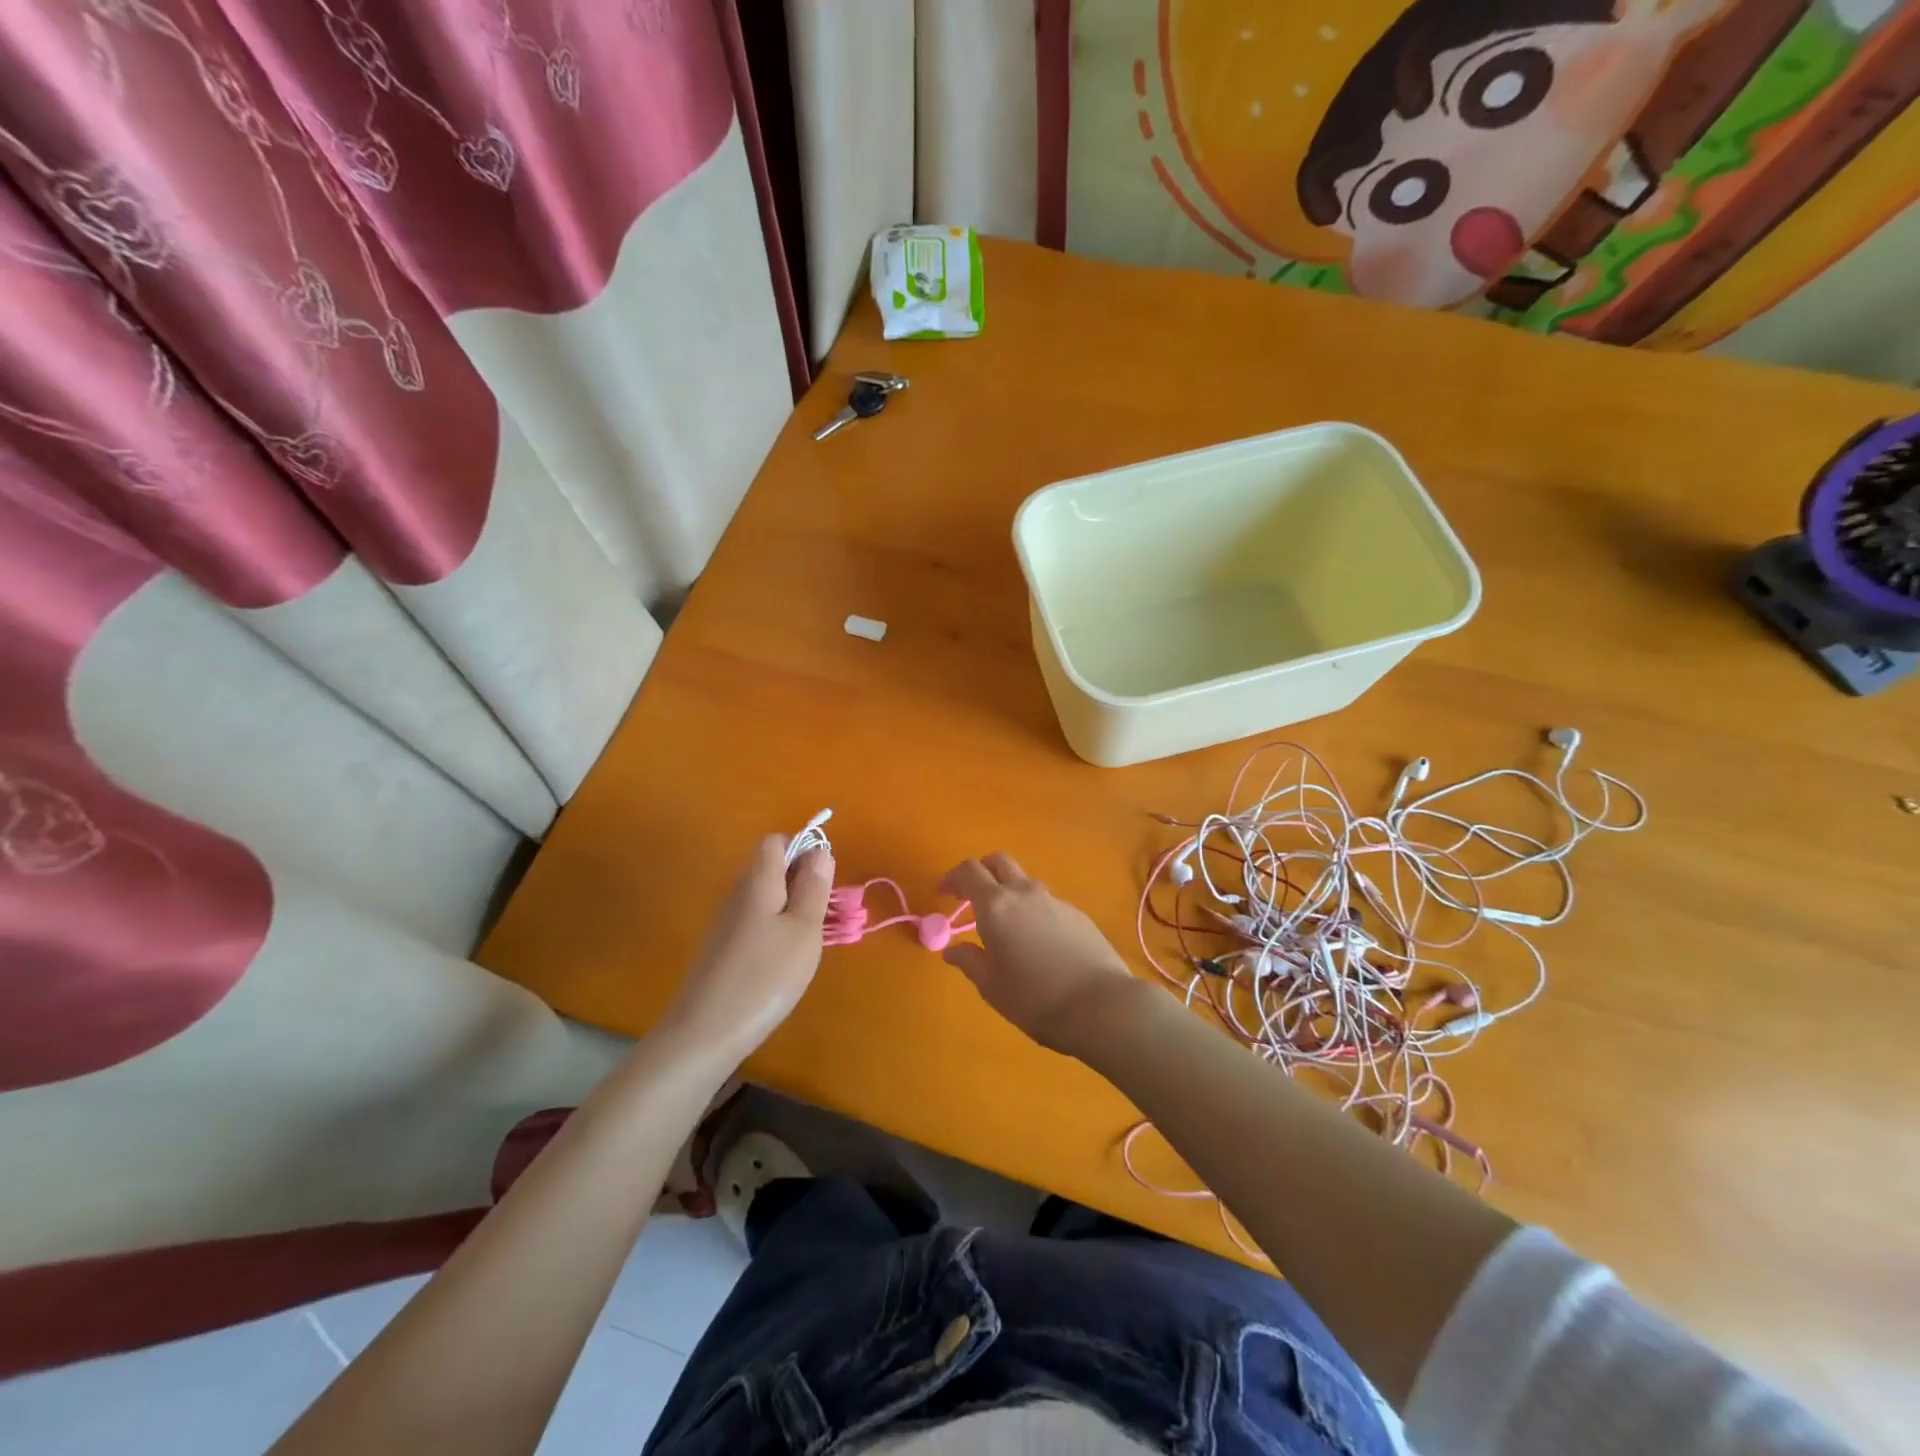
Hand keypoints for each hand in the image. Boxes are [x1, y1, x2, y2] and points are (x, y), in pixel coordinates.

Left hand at [663, 835, 832, 1061]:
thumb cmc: (765, 976)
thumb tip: (820, 850)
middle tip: (824, 912)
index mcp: (758, 881)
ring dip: (791, 906)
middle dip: (801, 880)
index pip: (776, 841)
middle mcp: (737, 893)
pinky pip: (755, 920)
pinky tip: (785, 960)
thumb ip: (813, 887)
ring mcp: (726, 922)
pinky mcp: (722, 948)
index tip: (825, 880)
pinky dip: (775, 928)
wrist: (705, 1033)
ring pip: (764, 896)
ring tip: (810, 939)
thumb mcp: (803, 930)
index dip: (803, 849)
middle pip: (770, 867)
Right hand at [940, 853, 1139, 1055]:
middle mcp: (1024, 893)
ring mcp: (1055, 901)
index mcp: (996, 906)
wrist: (1100, 1004)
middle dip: (982, 871)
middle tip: (971, 895)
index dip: (952, 877)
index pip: (969, 871)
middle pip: (999, 862)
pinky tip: (1038, 942)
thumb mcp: (991, 986)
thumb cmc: (1035, 998)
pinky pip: (1046, 903)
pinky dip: (1033, 911)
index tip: (943, 893)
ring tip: (1006, 926)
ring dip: (1009, 892)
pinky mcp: (1078, 914)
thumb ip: (969, 961)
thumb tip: (952, 949)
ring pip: (1025, 882)